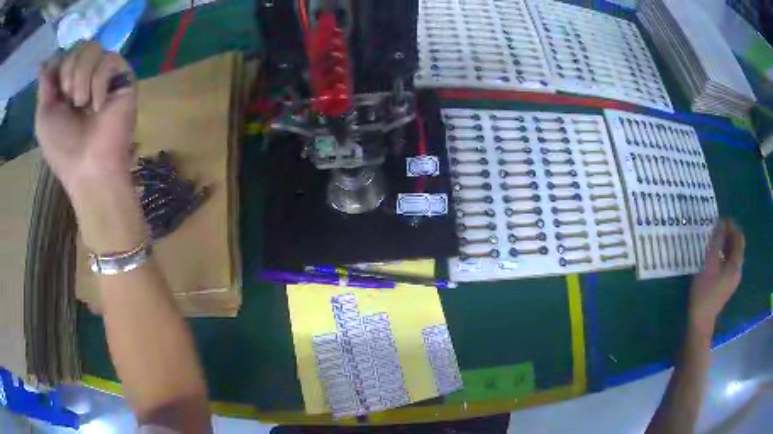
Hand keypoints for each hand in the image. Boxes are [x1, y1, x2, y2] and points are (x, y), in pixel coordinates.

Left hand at [35, 43, 147, 252]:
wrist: (89, 167)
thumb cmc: (62, 148)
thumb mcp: (43, 118)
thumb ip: (44, 87)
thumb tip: (41, 63)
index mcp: (67, 85)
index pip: (65, 54)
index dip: (58, 64)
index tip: (54, 87)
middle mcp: (86, 74)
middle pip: (78, 46)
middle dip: (69, 73)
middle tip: (70, 101)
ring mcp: (105, 73)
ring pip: (93, 48)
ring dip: (82, 79)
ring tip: (84, 104)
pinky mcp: (124, 75)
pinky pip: (109, 61)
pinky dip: (99, 84)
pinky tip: (99, 106)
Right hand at [688, 219, 744, 335]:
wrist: (701, 321)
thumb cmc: (704, 291)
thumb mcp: (709, 262)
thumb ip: (717, 241)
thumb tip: (721, 223)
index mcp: (736, 263)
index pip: (738, 237)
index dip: (731, 225)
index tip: (720, 220)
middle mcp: (738, 269)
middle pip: (738, 246)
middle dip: (730, 234)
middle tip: (718, 229)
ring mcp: (734, 279)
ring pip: (734, 254)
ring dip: (727, 244)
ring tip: (715, 241)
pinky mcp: (728, 285)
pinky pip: (731, 263)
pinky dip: (725, 255)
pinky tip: (716, 257)